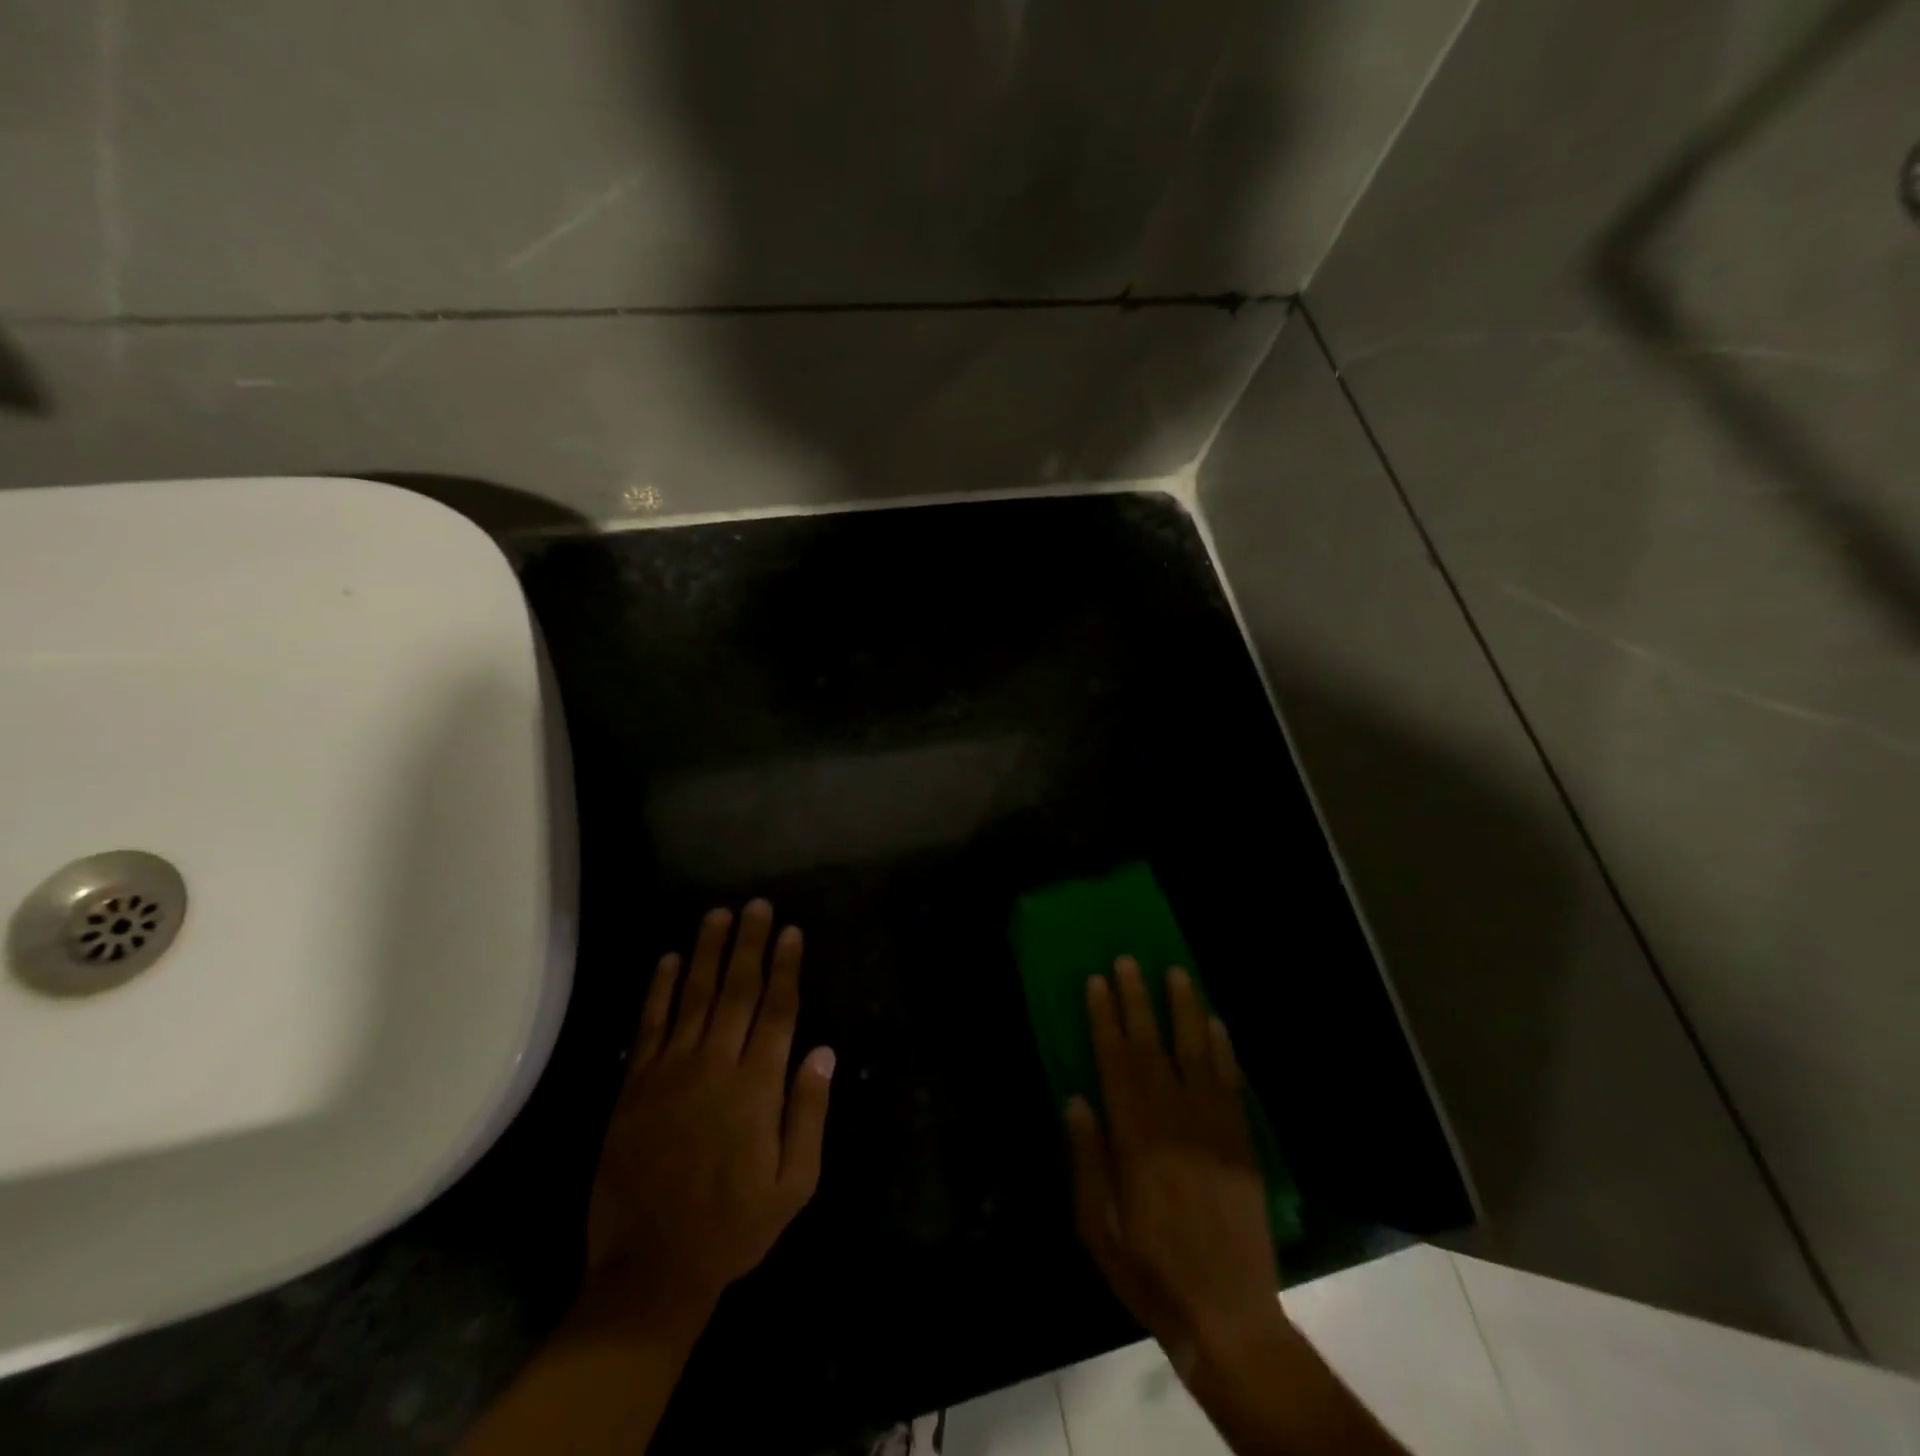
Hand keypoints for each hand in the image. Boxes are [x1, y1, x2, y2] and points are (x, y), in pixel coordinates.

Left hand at [581, 900, 835, 1332]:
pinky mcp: (636, 1087)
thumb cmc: (734, 1226)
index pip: (777, 1011)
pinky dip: (658, 990)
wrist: (650, 1269)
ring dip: (707, 953)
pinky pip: (649, 1026)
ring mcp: (670, 1073)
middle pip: (737, 991)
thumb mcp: (795, 1183)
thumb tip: (822, 1052)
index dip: (786, 968)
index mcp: (756, 1088)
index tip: (792, 932)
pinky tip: (667, 961)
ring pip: (693, 997)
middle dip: (750, 944)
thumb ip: (809, 1113)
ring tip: (718, 915)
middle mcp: (715, 1066)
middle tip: (757, 905)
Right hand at [1064, 958, 1278, 1372]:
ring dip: (1185, 1009)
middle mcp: (1174, 1120)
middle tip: (1128, 960)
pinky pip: (1231, 1082)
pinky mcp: (1242, 1142)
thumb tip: (1076, 1099)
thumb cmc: (1149, 1270)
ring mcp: (1214, 1127)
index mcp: (1134, 1138)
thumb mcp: (1097, 1225)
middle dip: (1137, 999)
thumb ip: (1087, 1158)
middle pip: (1152, 1046)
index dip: (1104, 1019)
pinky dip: (1223, 1049)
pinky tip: (1215, 1024)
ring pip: (1197, 1052)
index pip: (1115, 1062)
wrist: (1228, 1314)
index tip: (1097, 982)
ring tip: (1176, 972)